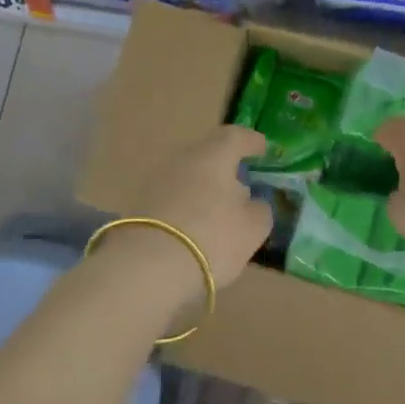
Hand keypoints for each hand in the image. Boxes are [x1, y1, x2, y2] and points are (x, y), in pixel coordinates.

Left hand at [120, 126, 272, 289]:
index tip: (263, 148)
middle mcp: (183, 159)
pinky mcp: (141, 204)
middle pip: (208, 154)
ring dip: (205, 187)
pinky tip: (195, 226)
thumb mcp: (252, 228)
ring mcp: (157, 180)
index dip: (251, 141)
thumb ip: (259, 209)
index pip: (235, 136)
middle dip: (226, 166)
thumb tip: (251, 202)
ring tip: (219, 210)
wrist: (148, 267)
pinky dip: (187, 205)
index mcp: (213, 155)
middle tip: (242, 183)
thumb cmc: (212, 238)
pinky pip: (173, 196)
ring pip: (189, 175)